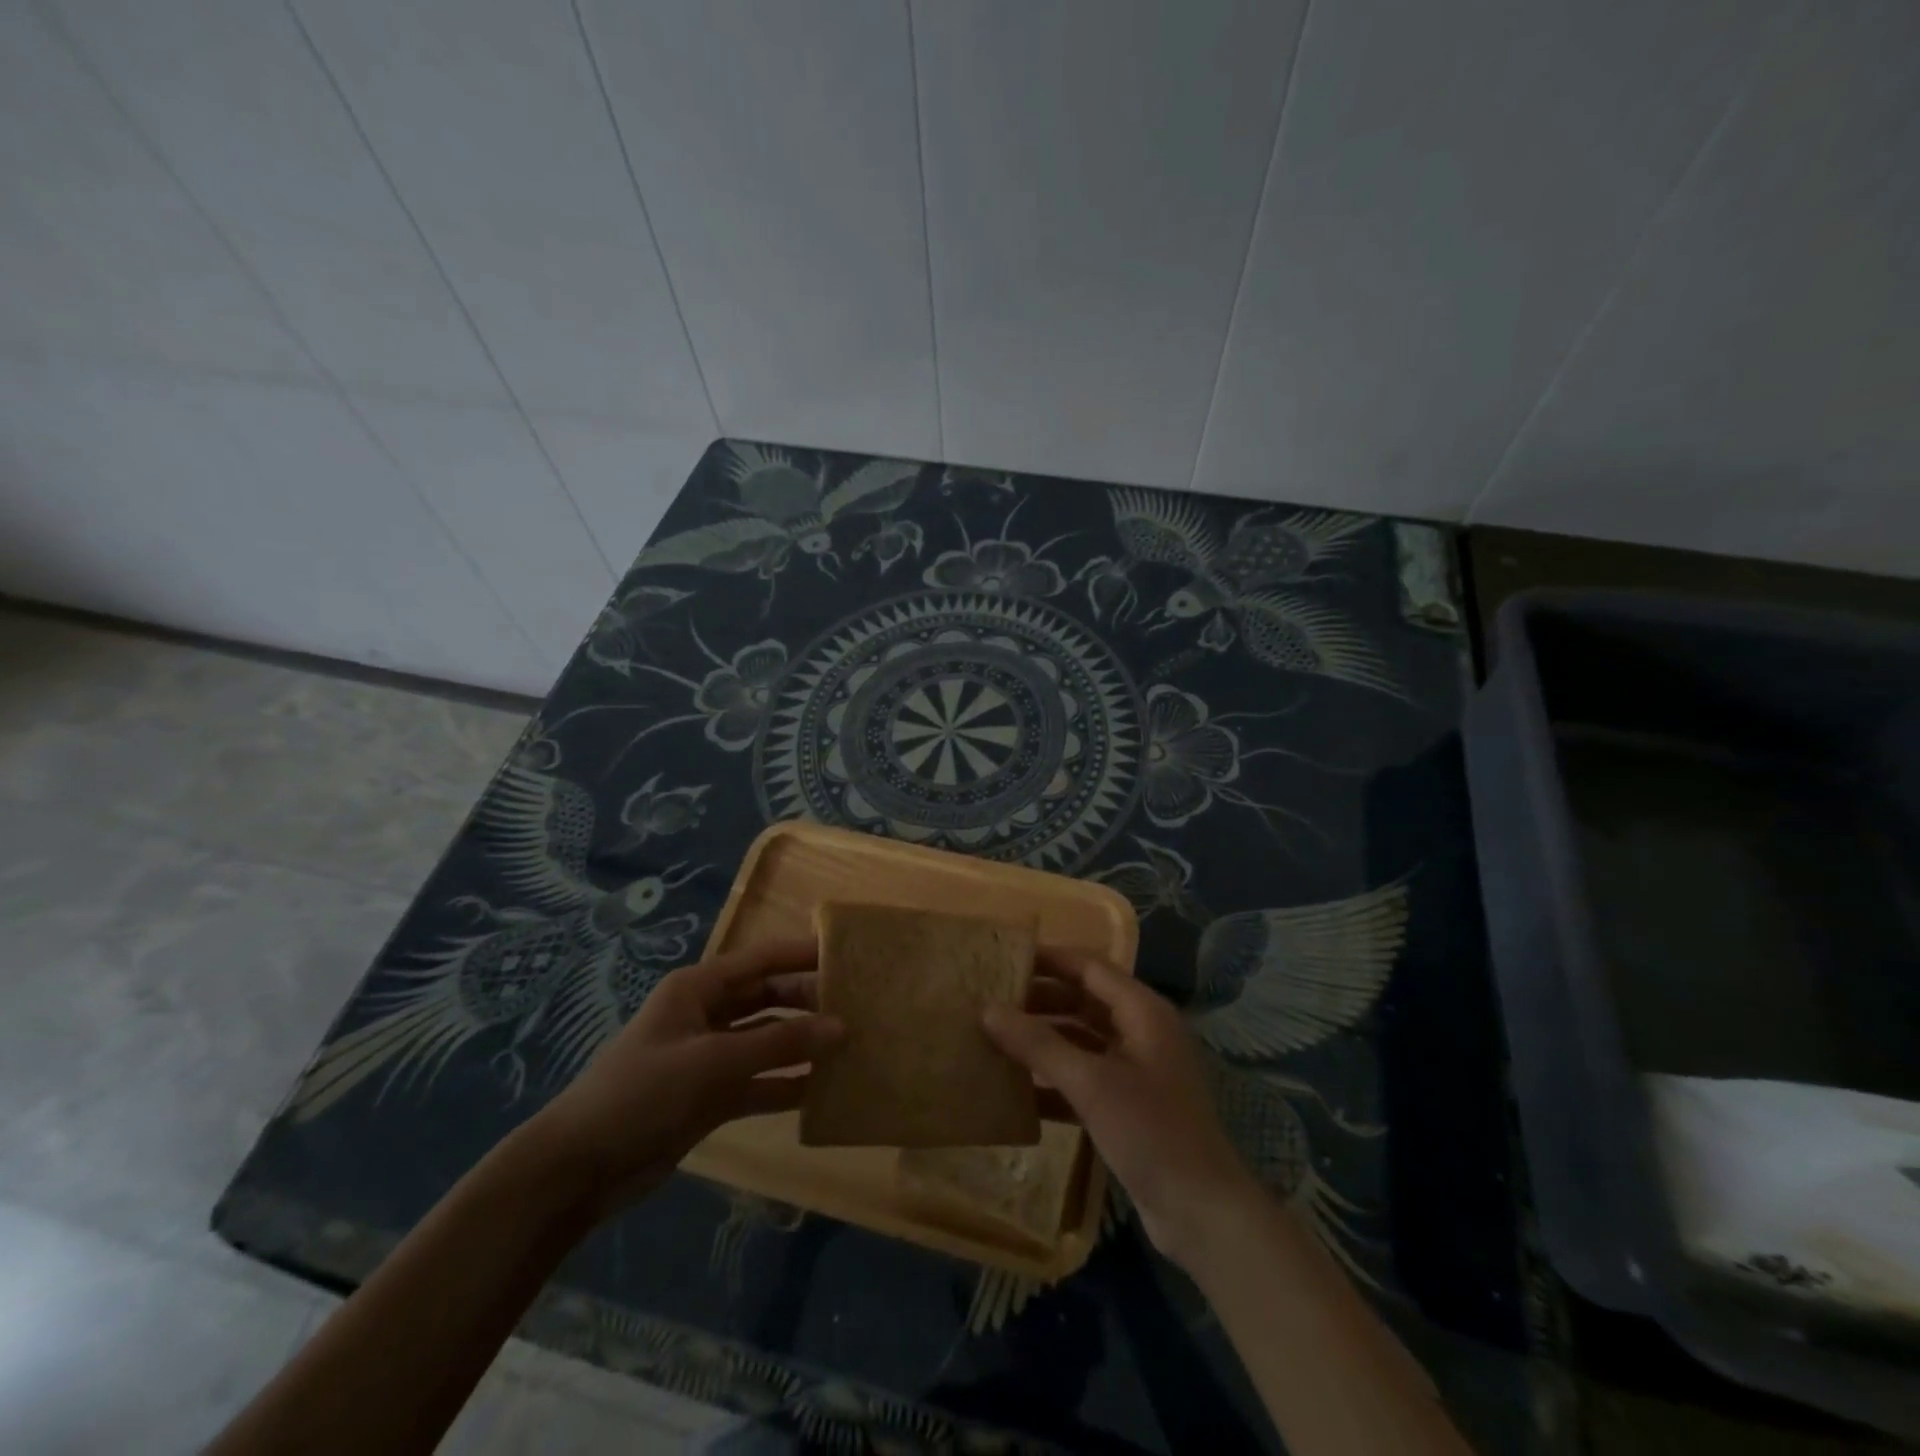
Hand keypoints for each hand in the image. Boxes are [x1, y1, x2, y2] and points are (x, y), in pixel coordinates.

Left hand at [525, 940, 841, 1219]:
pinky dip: (784, 1084)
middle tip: (857, 1007)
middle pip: (767, 998)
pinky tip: (820, 1090)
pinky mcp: (709, 1095)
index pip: (761, 959)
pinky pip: (757, 1081)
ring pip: (766, 1040)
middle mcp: (706, 1014)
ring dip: (801, 1044)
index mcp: (699, 988)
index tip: (847, 955)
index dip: (802, 954)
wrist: (580, 1168)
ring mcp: (708, 1056)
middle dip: (807, 1002)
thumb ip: (781, 1045)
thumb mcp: (715, 1062)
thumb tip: (842, 1027)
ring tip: (849, 1046)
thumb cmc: (645, 1093)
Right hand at [985, 949, 1259, 1268]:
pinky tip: (1018, 1090)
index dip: (1049, 960)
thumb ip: (1038, 1044)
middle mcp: (1141, 1032)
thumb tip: (988, 1009)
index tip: (1005, 958)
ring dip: (1044, 1039)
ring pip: (1082, 1039)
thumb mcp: (1091, 1084)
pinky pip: (1084, 1077)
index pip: (1090, 967)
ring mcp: (1136, 1070)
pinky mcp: (1128, 1105)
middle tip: (992, 1000)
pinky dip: (1054, 1078)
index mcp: (1143, 1012)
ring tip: (996, 1038)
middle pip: (1084, 1000)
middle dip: (1041, 999)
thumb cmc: (1151, 1133)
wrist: (1203, 1214)